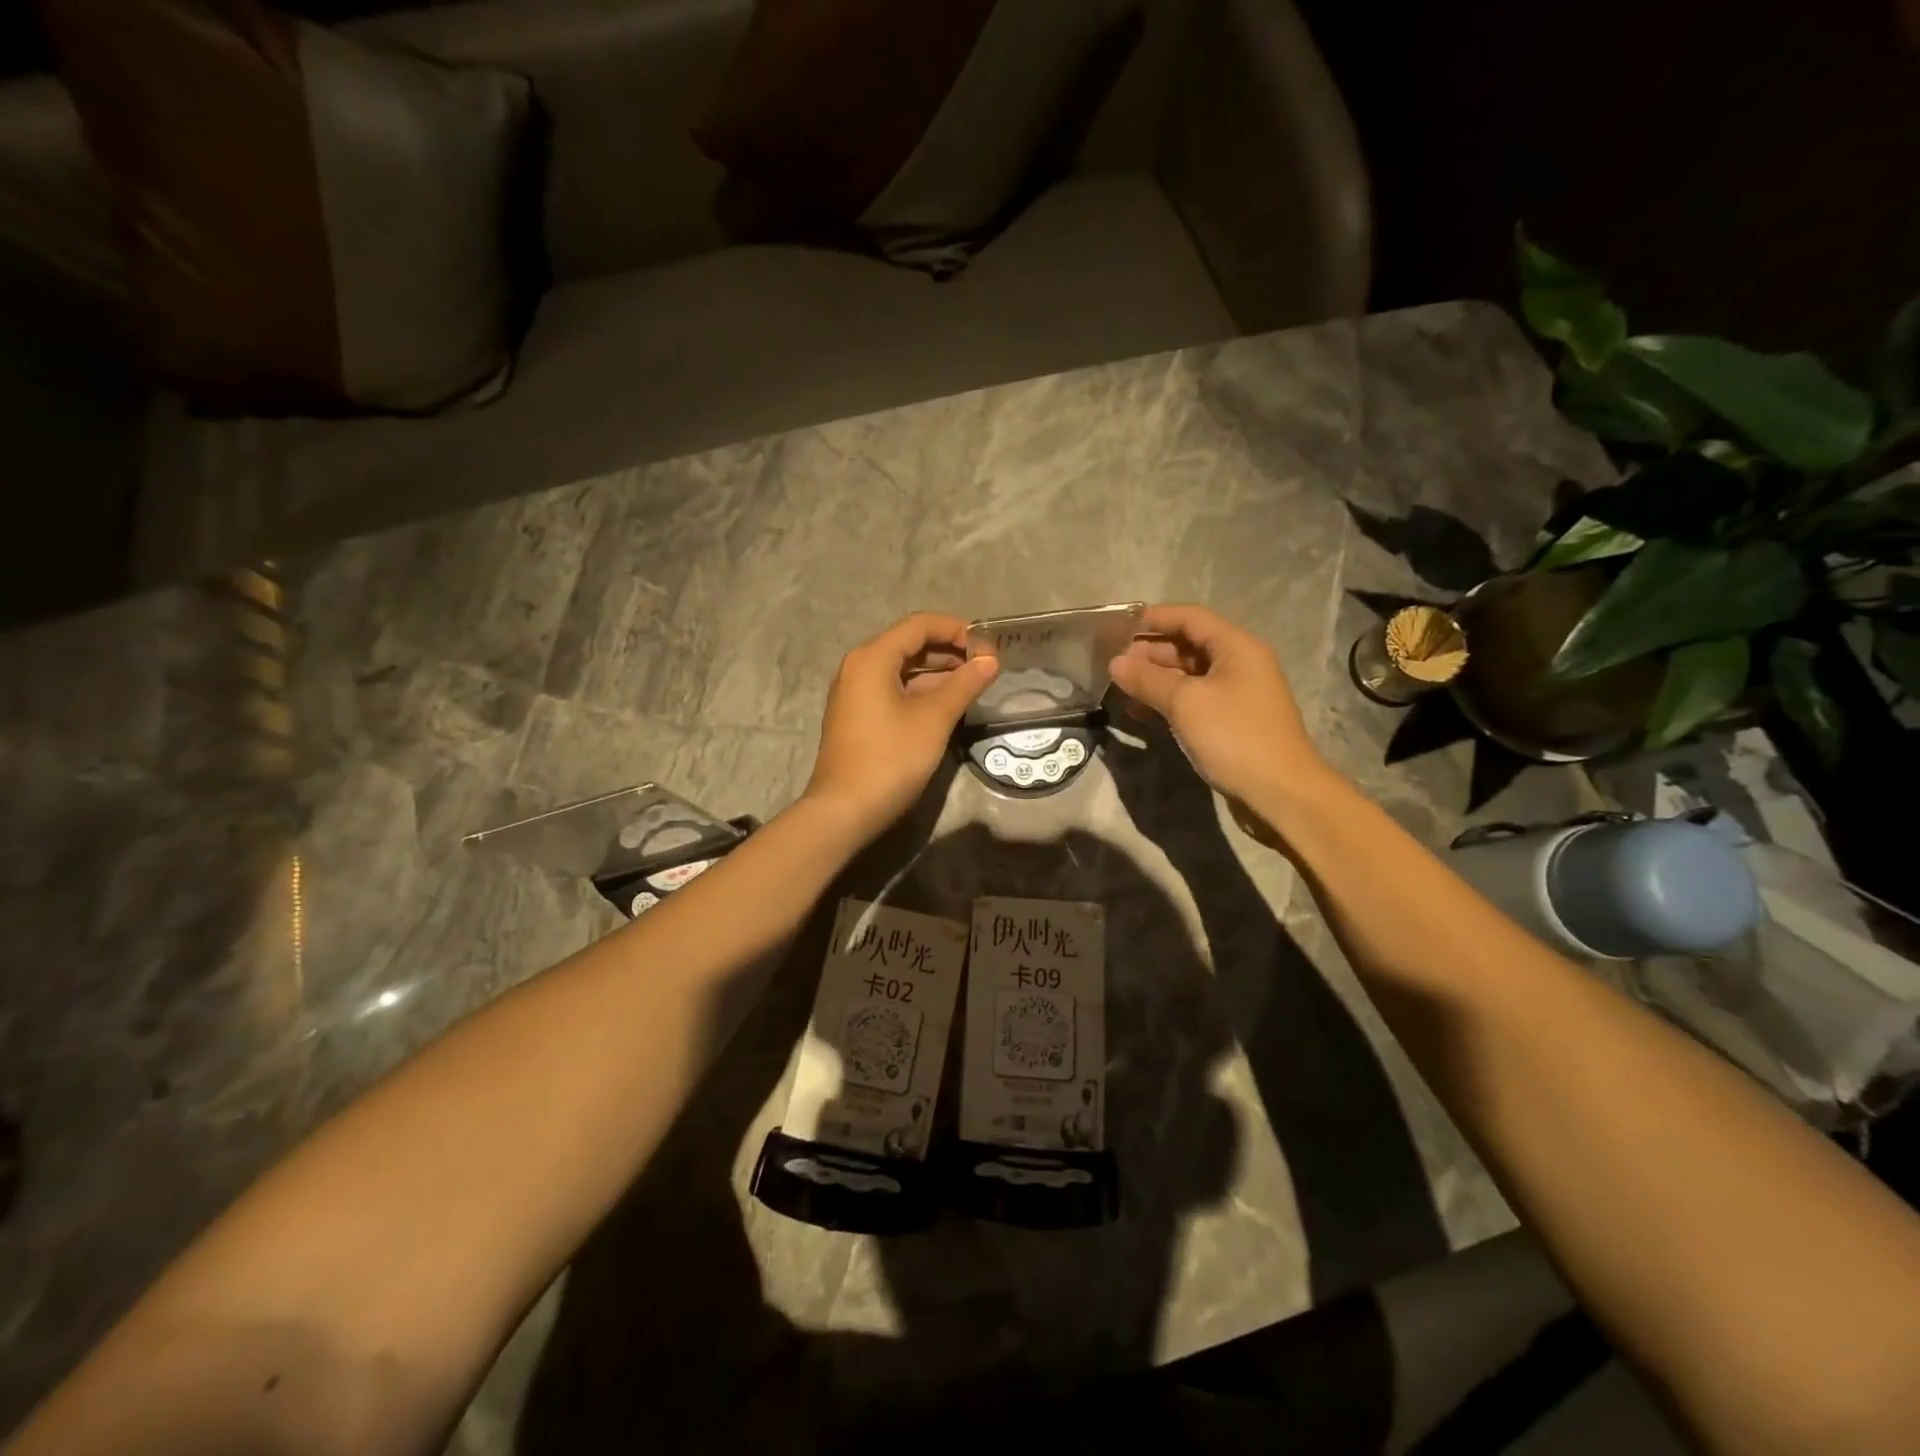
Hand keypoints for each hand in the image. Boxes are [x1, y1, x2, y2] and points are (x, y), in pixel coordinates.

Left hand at [803, 613, 997, 840]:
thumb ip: (964, 684)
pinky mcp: (858, 716)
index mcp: (872, 658)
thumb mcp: (934, 719)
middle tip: (985, 666)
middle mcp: (858, 667)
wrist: (844, 810)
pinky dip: (920, 691)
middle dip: (949, 651)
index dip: (957, 629)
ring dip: (937, 673)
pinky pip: (893, 690)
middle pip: (909, 644)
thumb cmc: (891, 759)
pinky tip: (947, 705)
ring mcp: (855, 693)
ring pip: (902, 670)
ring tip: (973, 685)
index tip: (988, 647)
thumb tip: (990, 660)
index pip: (919, 625)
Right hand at [1108, 603, 1332, 808]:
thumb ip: (1148, 679)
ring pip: (1189, 675)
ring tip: (1122, 688)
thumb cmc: (1234, 737)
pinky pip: (1194, 700)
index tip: (1118, 627)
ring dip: (1156, 678)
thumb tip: (1115, 663)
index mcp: (1236, 647)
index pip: (1190, 617)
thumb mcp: (1185, 703)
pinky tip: (1141, 713)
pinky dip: (1168, 701)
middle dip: (1150, 651)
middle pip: (1189, 645)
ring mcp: (1237, 694)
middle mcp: (1240, 664)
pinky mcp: (1232, 721)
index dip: (1154, 618)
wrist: (1280, 793)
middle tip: (1114, 664)